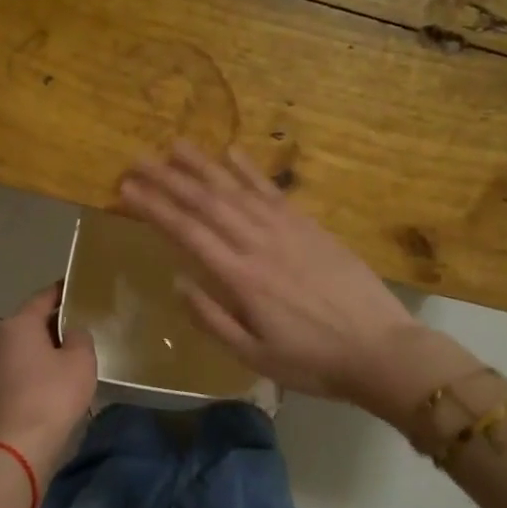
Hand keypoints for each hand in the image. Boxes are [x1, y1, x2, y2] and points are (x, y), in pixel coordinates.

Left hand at [0, 283, 96, 480]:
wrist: (18, 446)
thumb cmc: (52, 396)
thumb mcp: (81, 361)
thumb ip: (80, 337)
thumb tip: (72, 333)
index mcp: (18, 323)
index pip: (44, 297)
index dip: (63, 292)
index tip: (81, 289)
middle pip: (31, 321)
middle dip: (56, 322)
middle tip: (85, 323)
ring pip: (25, 345)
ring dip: (46, 346)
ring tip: (75, 352)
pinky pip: (20, 365)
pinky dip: (37, 365)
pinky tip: (58, 377)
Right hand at [118, 143, 424, 407]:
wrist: (380, 349)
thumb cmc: (312, 361)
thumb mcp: (254, 356)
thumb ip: (213, 320)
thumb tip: (178, 282)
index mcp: (241, 279)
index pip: (187, 233)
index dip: (154, 209)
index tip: (126, 189)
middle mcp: (259, 244)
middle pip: (206, 203)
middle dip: (169, 179)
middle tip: (138, 159)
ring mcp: (288, 230)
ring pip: (237, 189)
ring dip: (204, 166)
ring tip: (176, 146)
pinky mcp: (311, 226)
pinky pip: (273, 192)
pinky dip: (250, 171)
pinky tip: (232, 153)